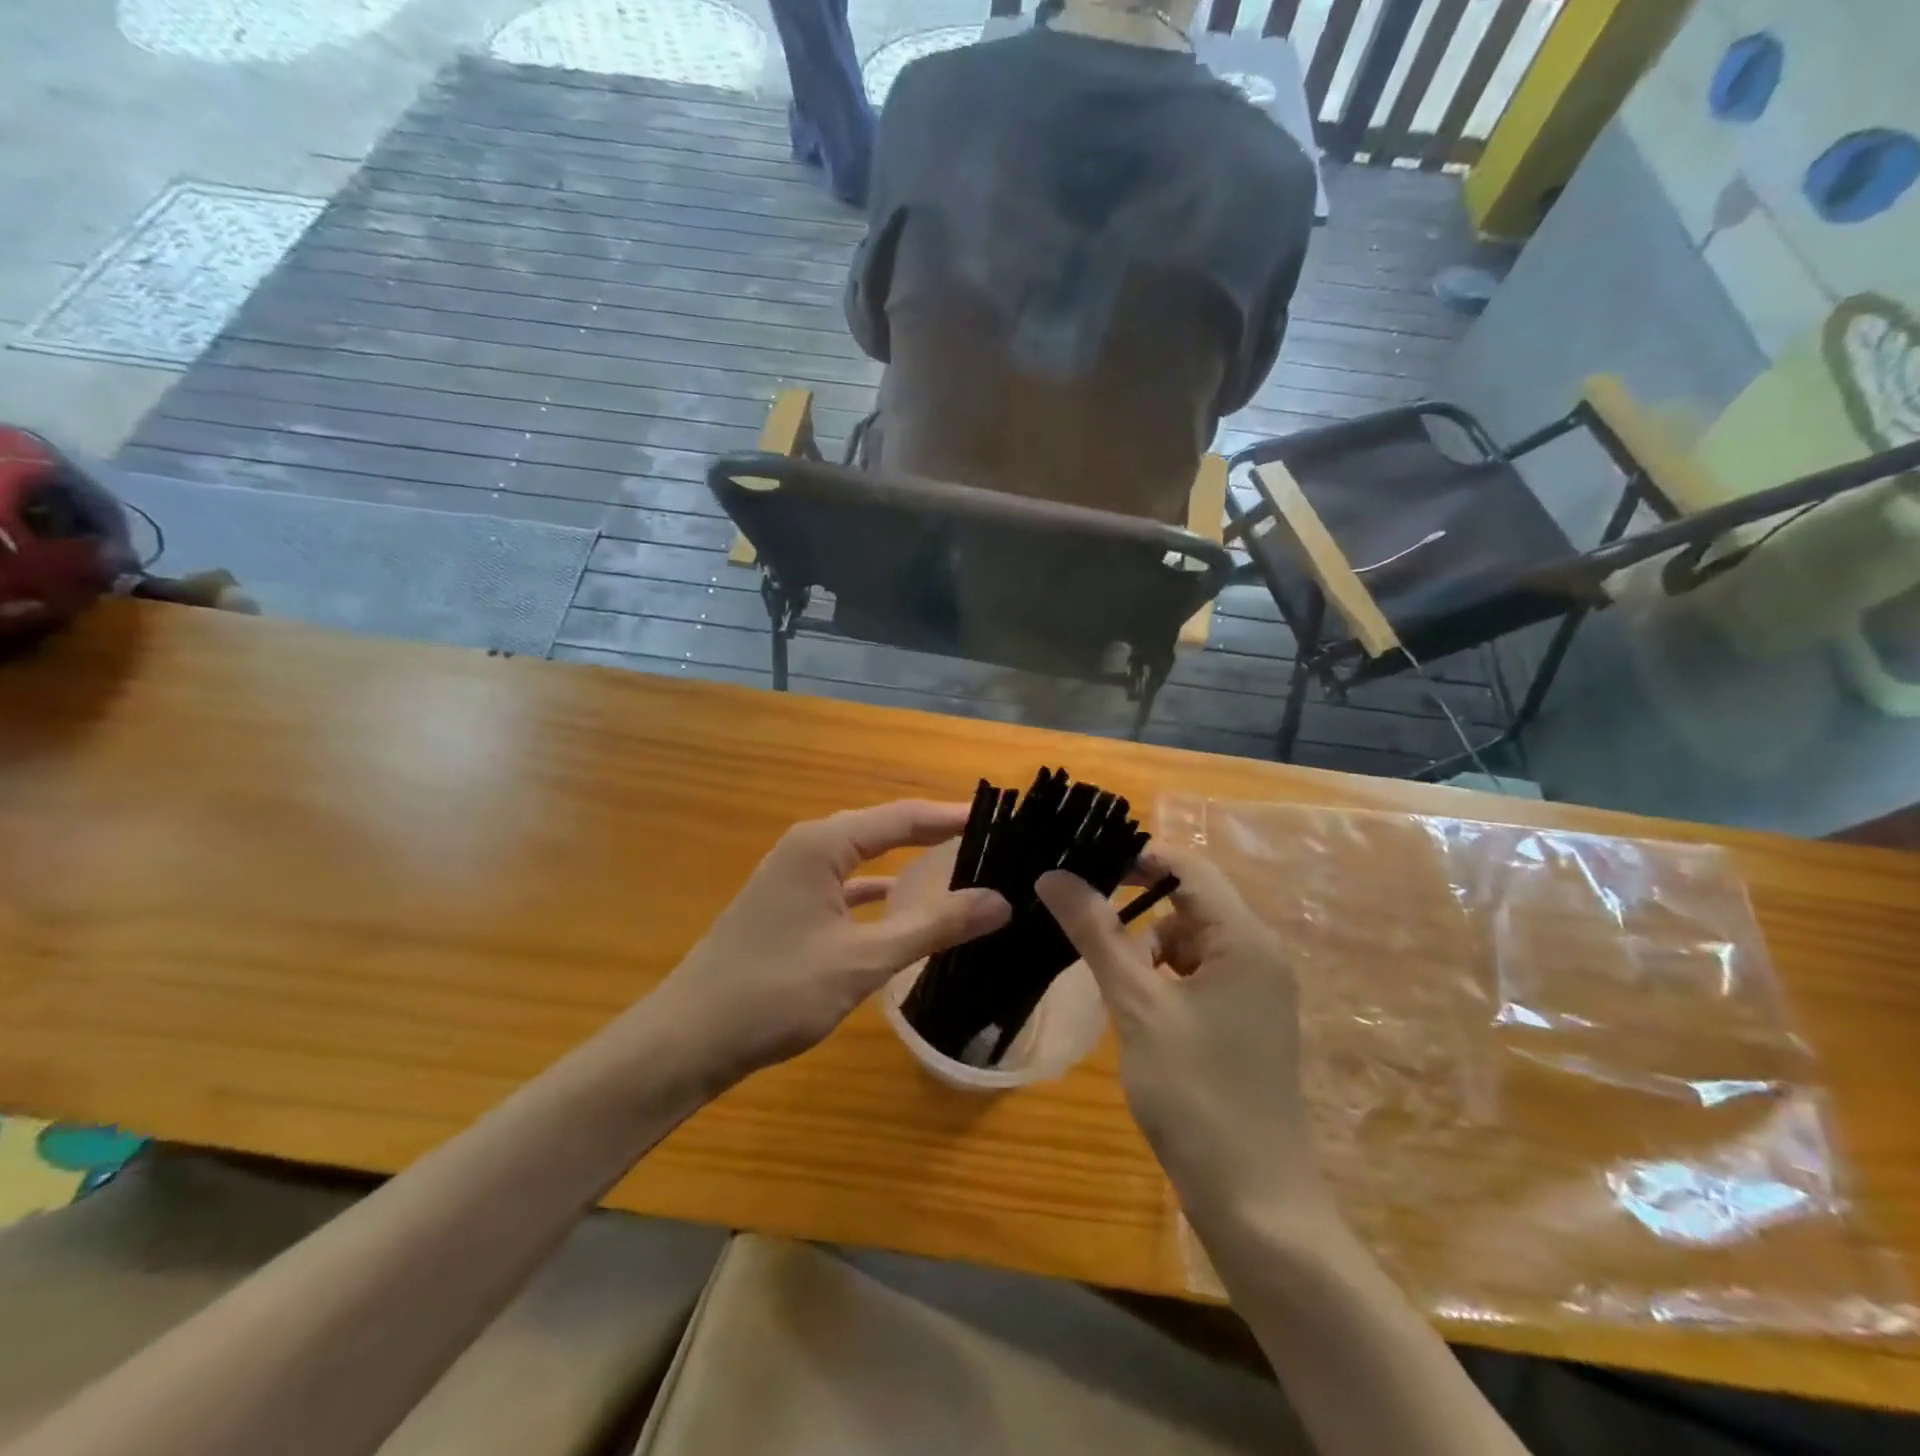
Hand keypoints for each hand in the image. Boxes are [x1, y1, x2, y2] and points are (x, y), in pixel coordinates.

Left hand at [659, 801, 1010, 1078]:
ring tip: (956, 865)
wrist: (688, 1040)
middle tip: (987, 842)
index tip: (999, 820)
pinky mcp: (787, 907)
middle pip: (883, 830)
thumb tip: (1001, 901)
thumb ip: (933, 927)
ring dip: (905, 862)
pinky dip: (877, 891)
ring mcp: (792, 877)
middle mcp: (807, 848)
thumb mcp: (863, 960)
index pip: (902, 817)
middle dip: (932, 834)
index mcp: (822, 845)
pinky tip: (901, 905)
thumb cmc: (776, 991)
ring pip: (862, 858)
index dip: (951, 817)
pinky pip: (844, 886)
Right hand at [1036, 846, 1329, 1228]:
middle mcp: (1257, 954)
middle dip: (1134, 905)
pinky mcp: (1241, 1020)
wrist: (1255, 1202)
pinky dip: (1159, 977)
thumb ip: (1097, 933)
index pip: (1187, 867)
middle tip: (1076, 913)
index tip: (1080, 865)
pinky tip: (1132, 1004)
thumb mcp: (1137, 1005)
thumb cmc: (1196, 1093)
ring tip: (1105, 974)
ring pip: (1187, 941)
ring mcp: (1252, 990)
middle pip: (1188, 902)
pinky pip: (1194, 975)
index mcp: (1245, 939)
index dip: (1134, 858)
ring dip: (1144, 946)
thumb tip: (1053, 875)